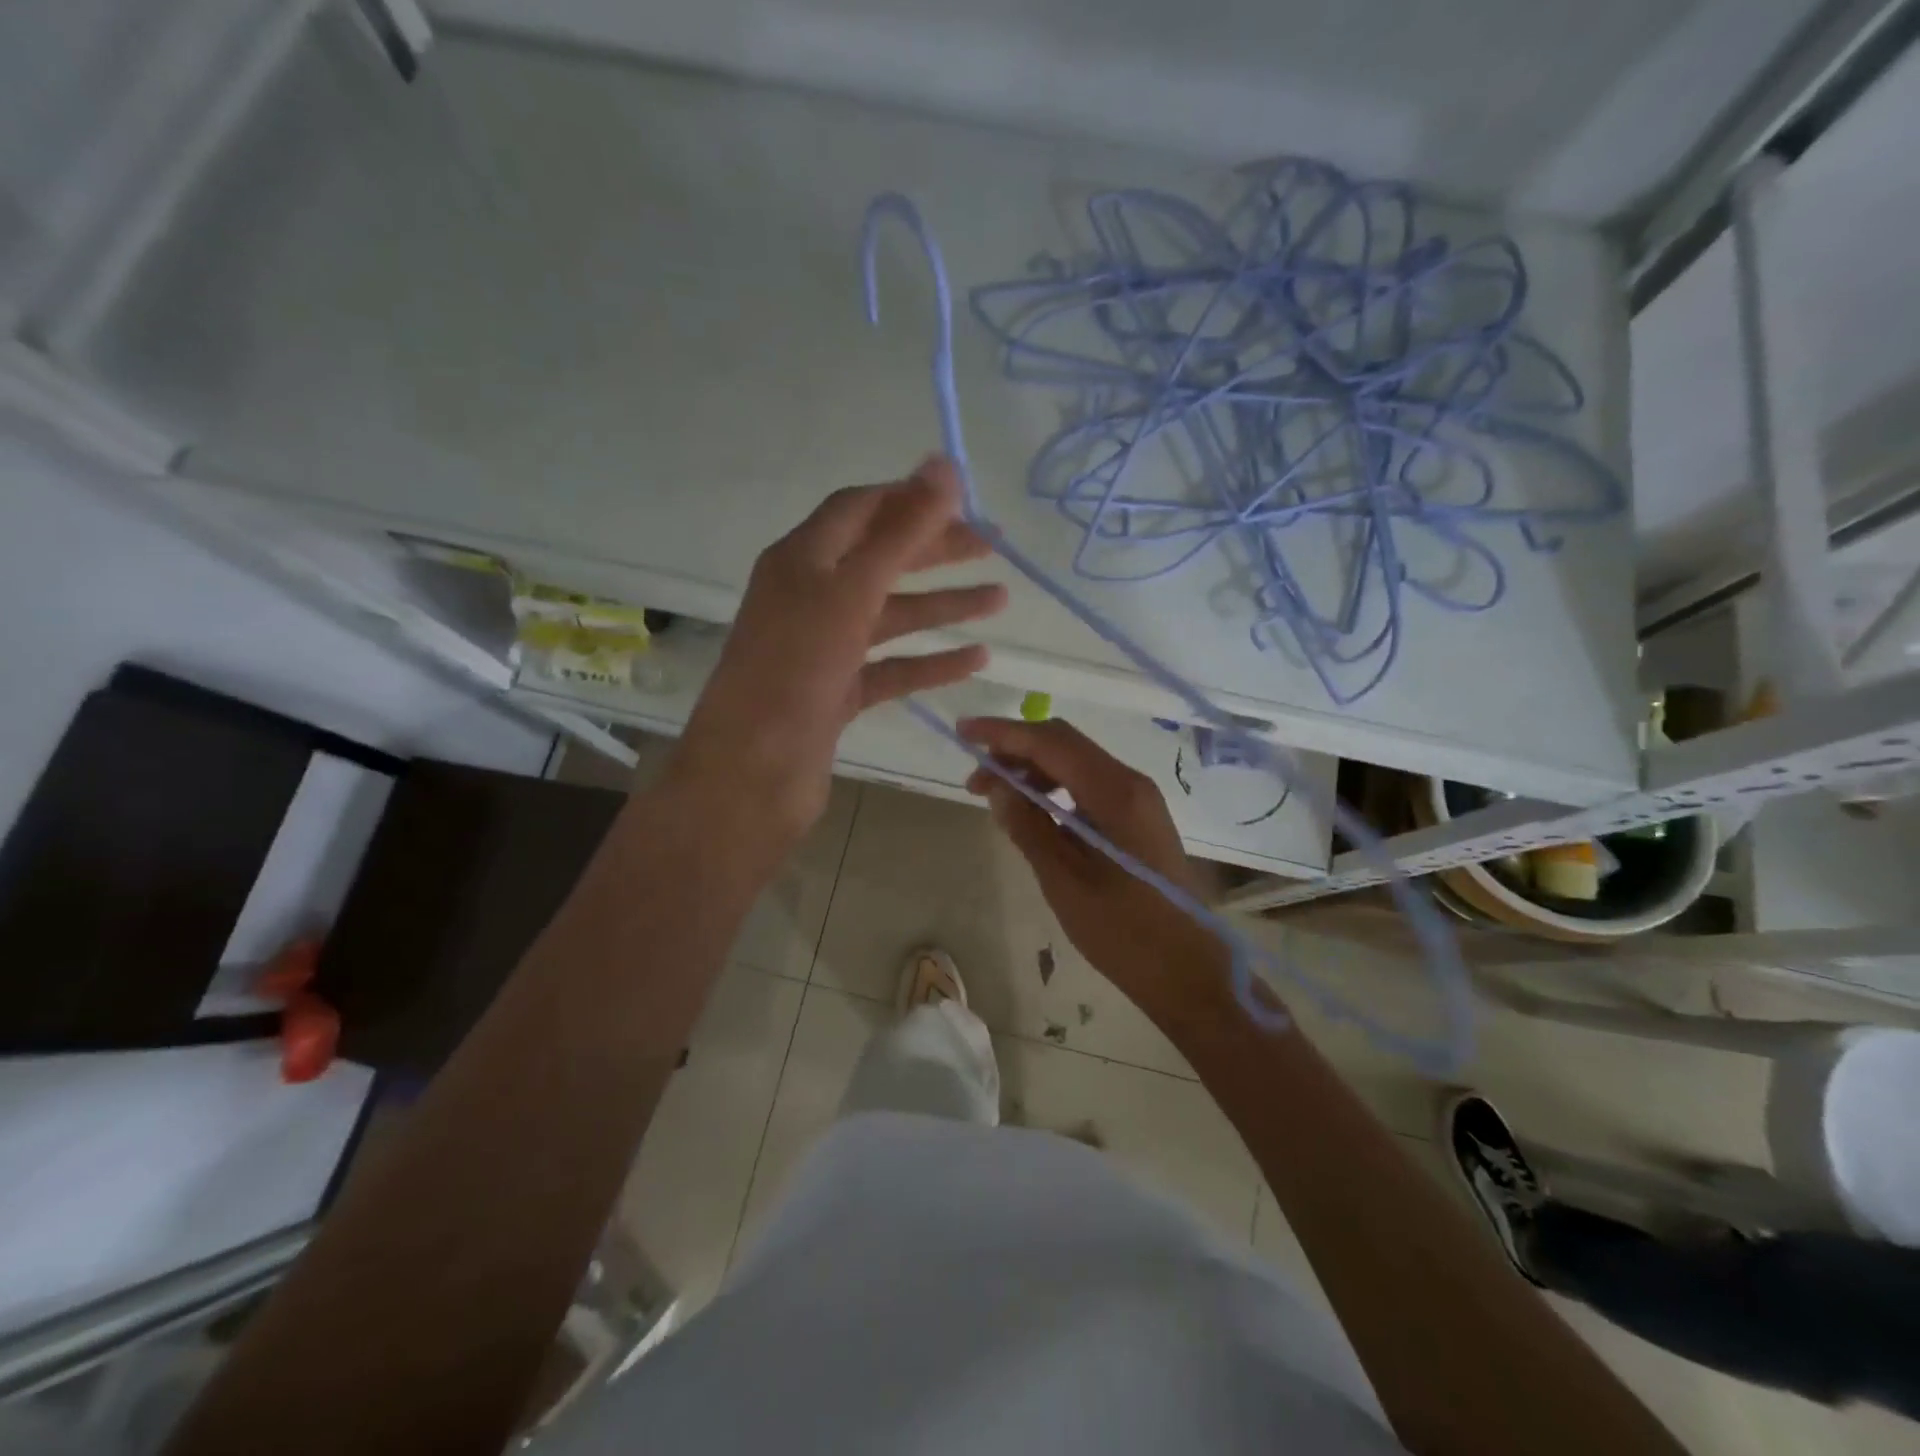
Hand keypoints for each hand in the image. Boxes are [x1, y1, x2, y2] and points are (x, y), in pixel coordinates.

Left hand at [669, 459, 1006, 851]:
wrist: (753, 773)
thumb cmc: (796, 670)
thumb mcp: (851, 591)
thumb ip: (900, 532)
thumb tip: (943, 464)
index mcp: (801, 559)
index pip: (858, 509)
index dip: (909, 498)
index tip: (964, 500)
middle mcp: (809, 597)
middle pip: (880, 560)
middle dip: (936, 551)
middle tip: (993, 547)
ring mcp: (823, 649)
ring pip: (891, 617)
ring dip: (943, 606)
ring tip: (1000, 600)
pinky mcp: (836, 693)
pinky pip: (891, 668)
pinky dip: (931, 662)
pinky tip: (976, 659)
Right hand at [959, 717, 1233, 1027]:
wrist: (1188, 971)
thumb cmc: (1124, 932)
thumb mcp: (1064, 881)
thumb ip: (1028, 826)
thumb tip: (998, 787)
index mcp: (1115, 792)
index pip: (1050, 741)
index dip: (1003, 733)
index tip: (963, 732)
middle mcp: (1130, 782)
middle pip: (1064, 743)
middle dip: (1015, 750)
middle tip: (976, 780)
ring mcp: (1138, 799)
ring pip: (1076, 762)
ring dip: (1033, 770)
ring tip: (999, 799)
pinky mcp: (1138, 817)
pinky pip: (1089, 785)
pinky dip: (1055, 788)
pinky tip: (1034, 814)